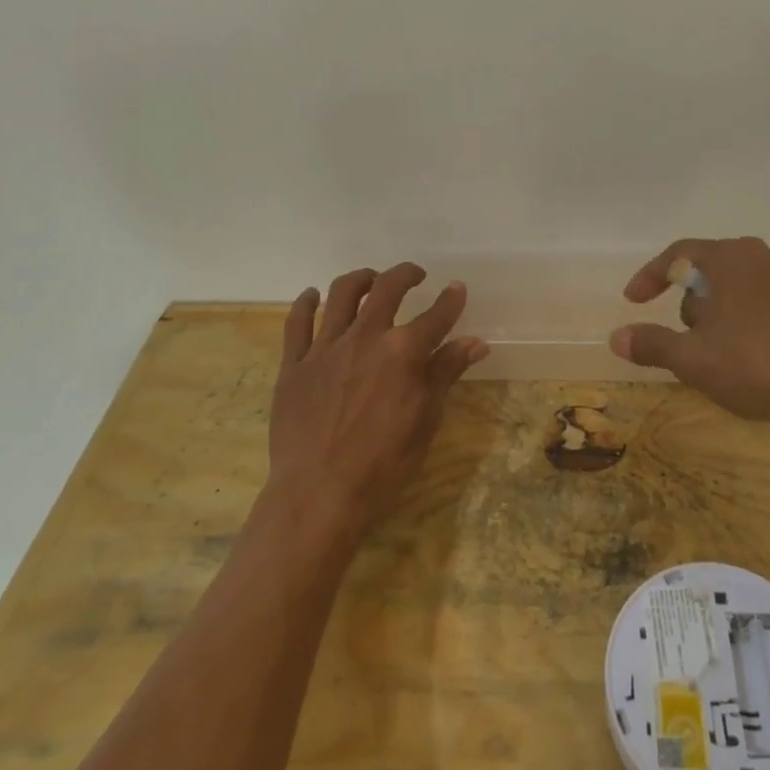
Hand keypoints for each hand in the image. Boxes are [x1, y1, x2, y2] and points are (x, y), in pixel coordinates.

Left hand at [266, 262, 488, 545]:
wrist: (318, 495)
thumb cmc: (382, 465)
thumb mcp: (425, 420)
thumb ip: (445, 373)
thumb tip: (476, 342)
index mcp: (402, 352)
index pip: (436, 316)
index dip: (450, 300)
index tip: (457, 288)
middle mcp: (365, 338)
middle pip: (386, 289)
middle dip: (405, 275)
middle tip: (414, 275)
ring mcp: (325, 348)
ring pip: (340, 294)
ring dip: (360, 278)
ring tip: (370, 279)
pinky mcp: (294, 365)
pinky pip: (296, 323)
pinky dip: (305, 303)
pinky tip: (312, 296)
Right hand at [608, 237, 769, 439]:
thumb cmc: (756, 365)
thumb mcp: (692, 358)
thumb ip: (652, 343)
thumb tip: (616, 337)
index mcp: (732, 257)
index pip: (678, 254)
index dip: (650, 277)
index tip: (632, 301)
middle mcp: (762, 258)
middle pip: (707, 271)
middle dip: (687, 304)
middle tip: (680, 339)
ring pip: (733, 290)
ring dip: (714, 317)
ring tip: (712, 356)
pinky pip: (758, 305)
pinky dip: (739, 324)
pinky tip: (743, 359)